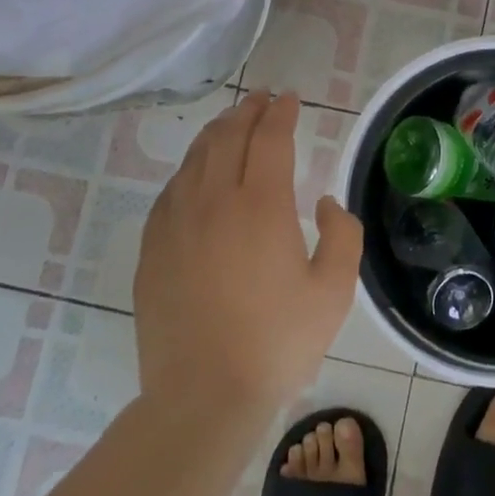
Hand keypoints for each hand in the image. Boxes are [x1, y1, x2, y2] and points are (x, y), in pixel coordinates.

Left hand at [133, 92, 361, 415]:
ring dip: (217, 132)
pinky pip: (171, 191)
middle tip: (261, 99)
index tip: (289, 98)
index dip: (281, 112)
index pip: (270, 138)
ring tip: (231, 123)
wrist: (203, 397)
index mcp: (261, 205)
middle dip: (248, 111)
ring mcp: (177, 223)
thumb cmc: (277, 343)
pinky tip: (195, 173)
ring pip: (195, 158)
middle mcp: (214, 201)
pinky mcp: (152, 248)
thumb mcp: (334, 292)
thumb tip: (321, 203)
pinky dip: (189, 168)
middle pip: (228, 136)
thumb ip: (341, 235)